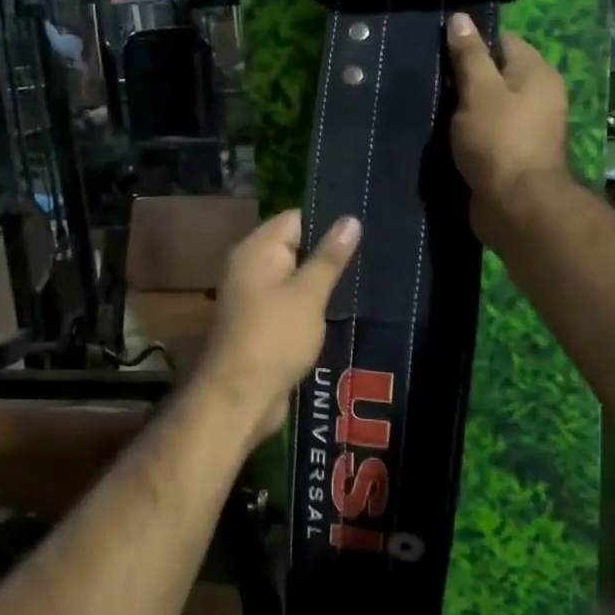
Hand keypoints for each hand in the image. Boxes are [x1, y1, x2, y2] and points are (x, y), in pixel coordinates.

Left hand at [195, 210, 360, 445]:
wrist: (240, 396)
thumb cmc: (275, 337)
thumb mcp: (308, 294)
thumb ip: (329, 257)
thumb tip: (350, 219)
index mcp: (256, 250)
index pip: (295, 218)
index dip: (327, 220)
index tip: (365, 227)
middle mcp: (250, 267)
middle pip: (295, 247)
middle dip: (329, 252)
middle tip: (374, 253)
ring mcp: (254, 297)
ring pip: (295, 277)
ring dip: (323, 281)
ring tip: (367, 278)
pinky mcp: (261, 323)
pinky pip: (291, 303)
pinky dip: (312, 305)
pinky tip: (342, 309)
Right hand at [445, 13, 570, 245]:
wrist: (515, 206)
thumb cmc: (499, 140)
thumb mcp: (478, 91)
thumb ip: (469, 56)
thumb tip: (460, 19)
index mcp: (537, 74)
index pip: (503, 42)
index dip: (472, 43)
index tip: (439, 51)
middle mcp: (538, 97)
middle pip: (495, 75)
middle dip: (464, 78)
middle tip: (429, 80)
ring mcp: (526, 129)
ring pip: (488, 107)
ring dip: (462, 110)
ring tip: (429, 107)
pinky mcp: (511, 156)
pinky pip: (485, 134)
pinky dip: (467, 134)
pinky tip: (442, 136)